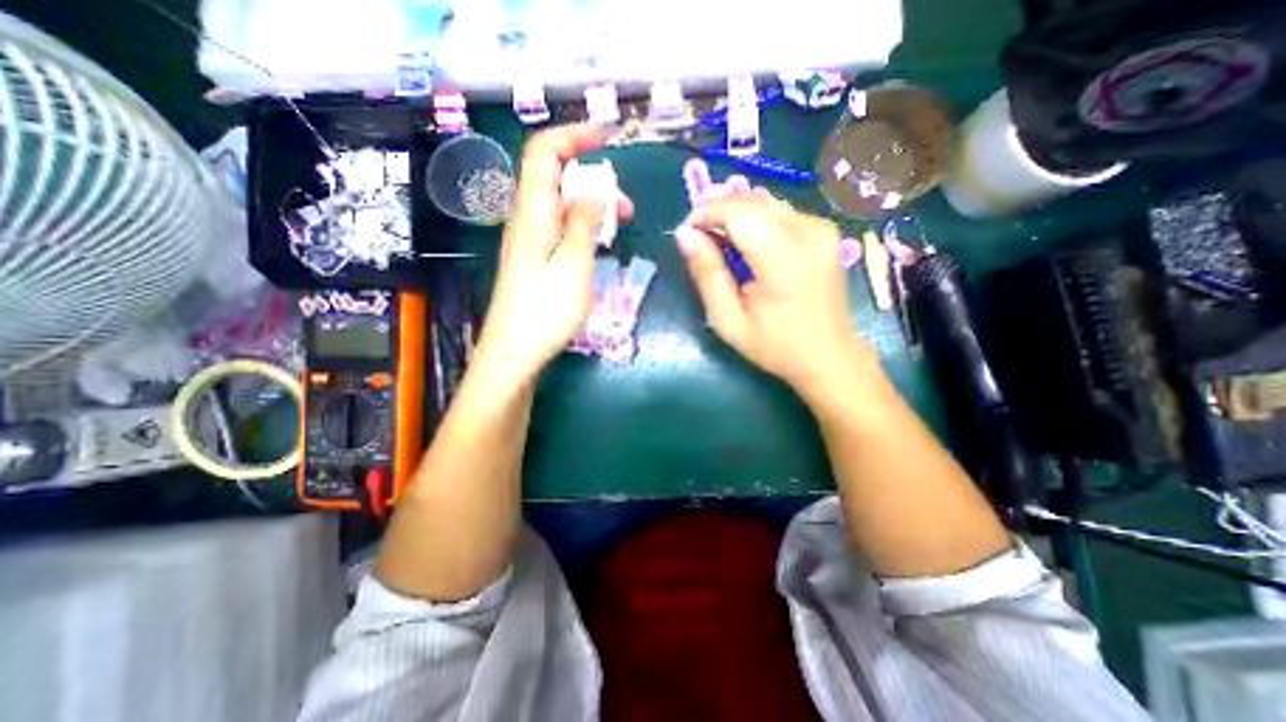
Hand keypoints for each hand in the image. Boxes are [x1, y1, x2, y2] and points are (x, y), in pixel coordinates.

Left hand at [470, 125, 629, 384]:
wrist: (514, 354)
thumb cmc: (545, 311)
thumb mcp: (573, 264)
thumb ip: (583, 222)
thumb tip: (593, 191)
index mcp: (532, 212)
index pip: (544, 152)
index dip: (572, 136)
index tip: (606, 139)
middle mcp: (527, 220)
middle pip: (556, 180)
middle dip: (594, 181)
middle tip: (627, 208)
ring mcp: (530, 242)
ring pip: (561, 208)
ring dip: (592, 209)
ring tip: (621, 229)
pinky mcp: (535, 262)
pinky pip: (560, 231)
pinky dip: (583, 229)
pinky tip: (599, 248)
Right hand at [674, 191, 873, 394]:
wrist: (829, 356)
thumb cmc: (775, 345)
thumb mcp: (729, 320)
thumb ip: (707, 274)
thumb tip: (685, 235)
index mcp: (783, 259)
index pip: (737, 211)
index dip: (705, 214)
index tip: (688, 234)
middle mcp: (807, 232)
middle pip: (750, 201)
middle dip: (718, 212)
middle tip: (701, 241)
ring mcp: (821, 228)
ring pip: (765, 202)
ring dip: (737, 216)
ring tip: (723, 245)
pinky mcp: (825, 230)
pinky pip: (781, 212)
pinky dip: (757, 221)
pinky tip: (750, 247)